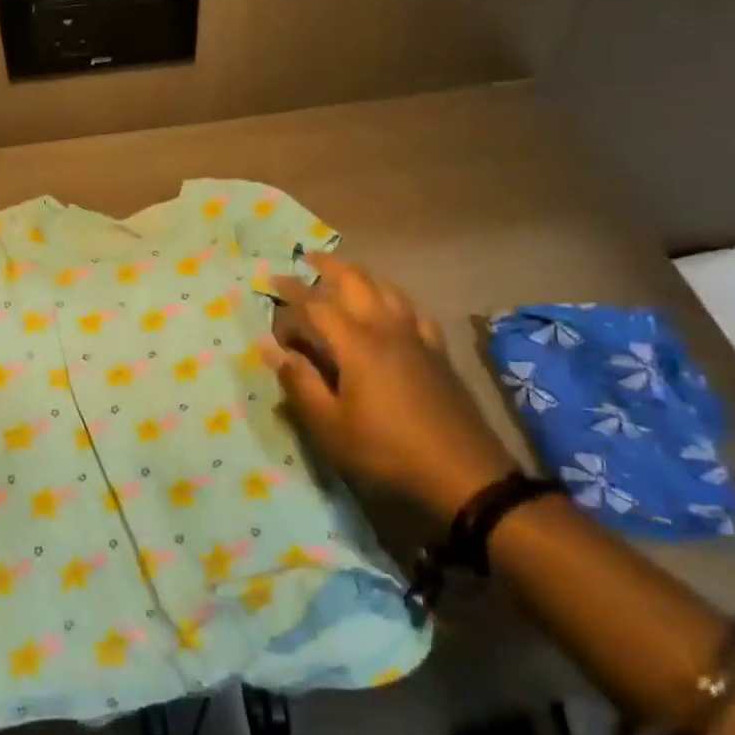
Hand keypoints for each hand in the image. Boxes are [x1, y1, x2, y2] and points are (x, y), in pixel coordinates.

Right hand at [263, 253, 517, 523]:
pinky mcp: (438, 353)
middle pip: (357, 282)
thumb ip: (299, 382)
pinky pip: (415, 311)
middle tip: (309, 258)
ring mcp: (417, 338)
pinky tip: (394, 306)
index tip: (272, 279)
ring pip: (388, 290)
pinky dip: (396, 299)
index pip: (317, 305)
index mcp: (357, 344)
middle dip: (330, 267)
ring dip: (363, 275)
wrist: (464, 475)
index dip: (293, 290)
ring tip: (346, 273)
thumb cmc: (387, 451)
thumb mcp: (330, 426)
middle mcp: (386, 329)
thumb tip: (269, 347)